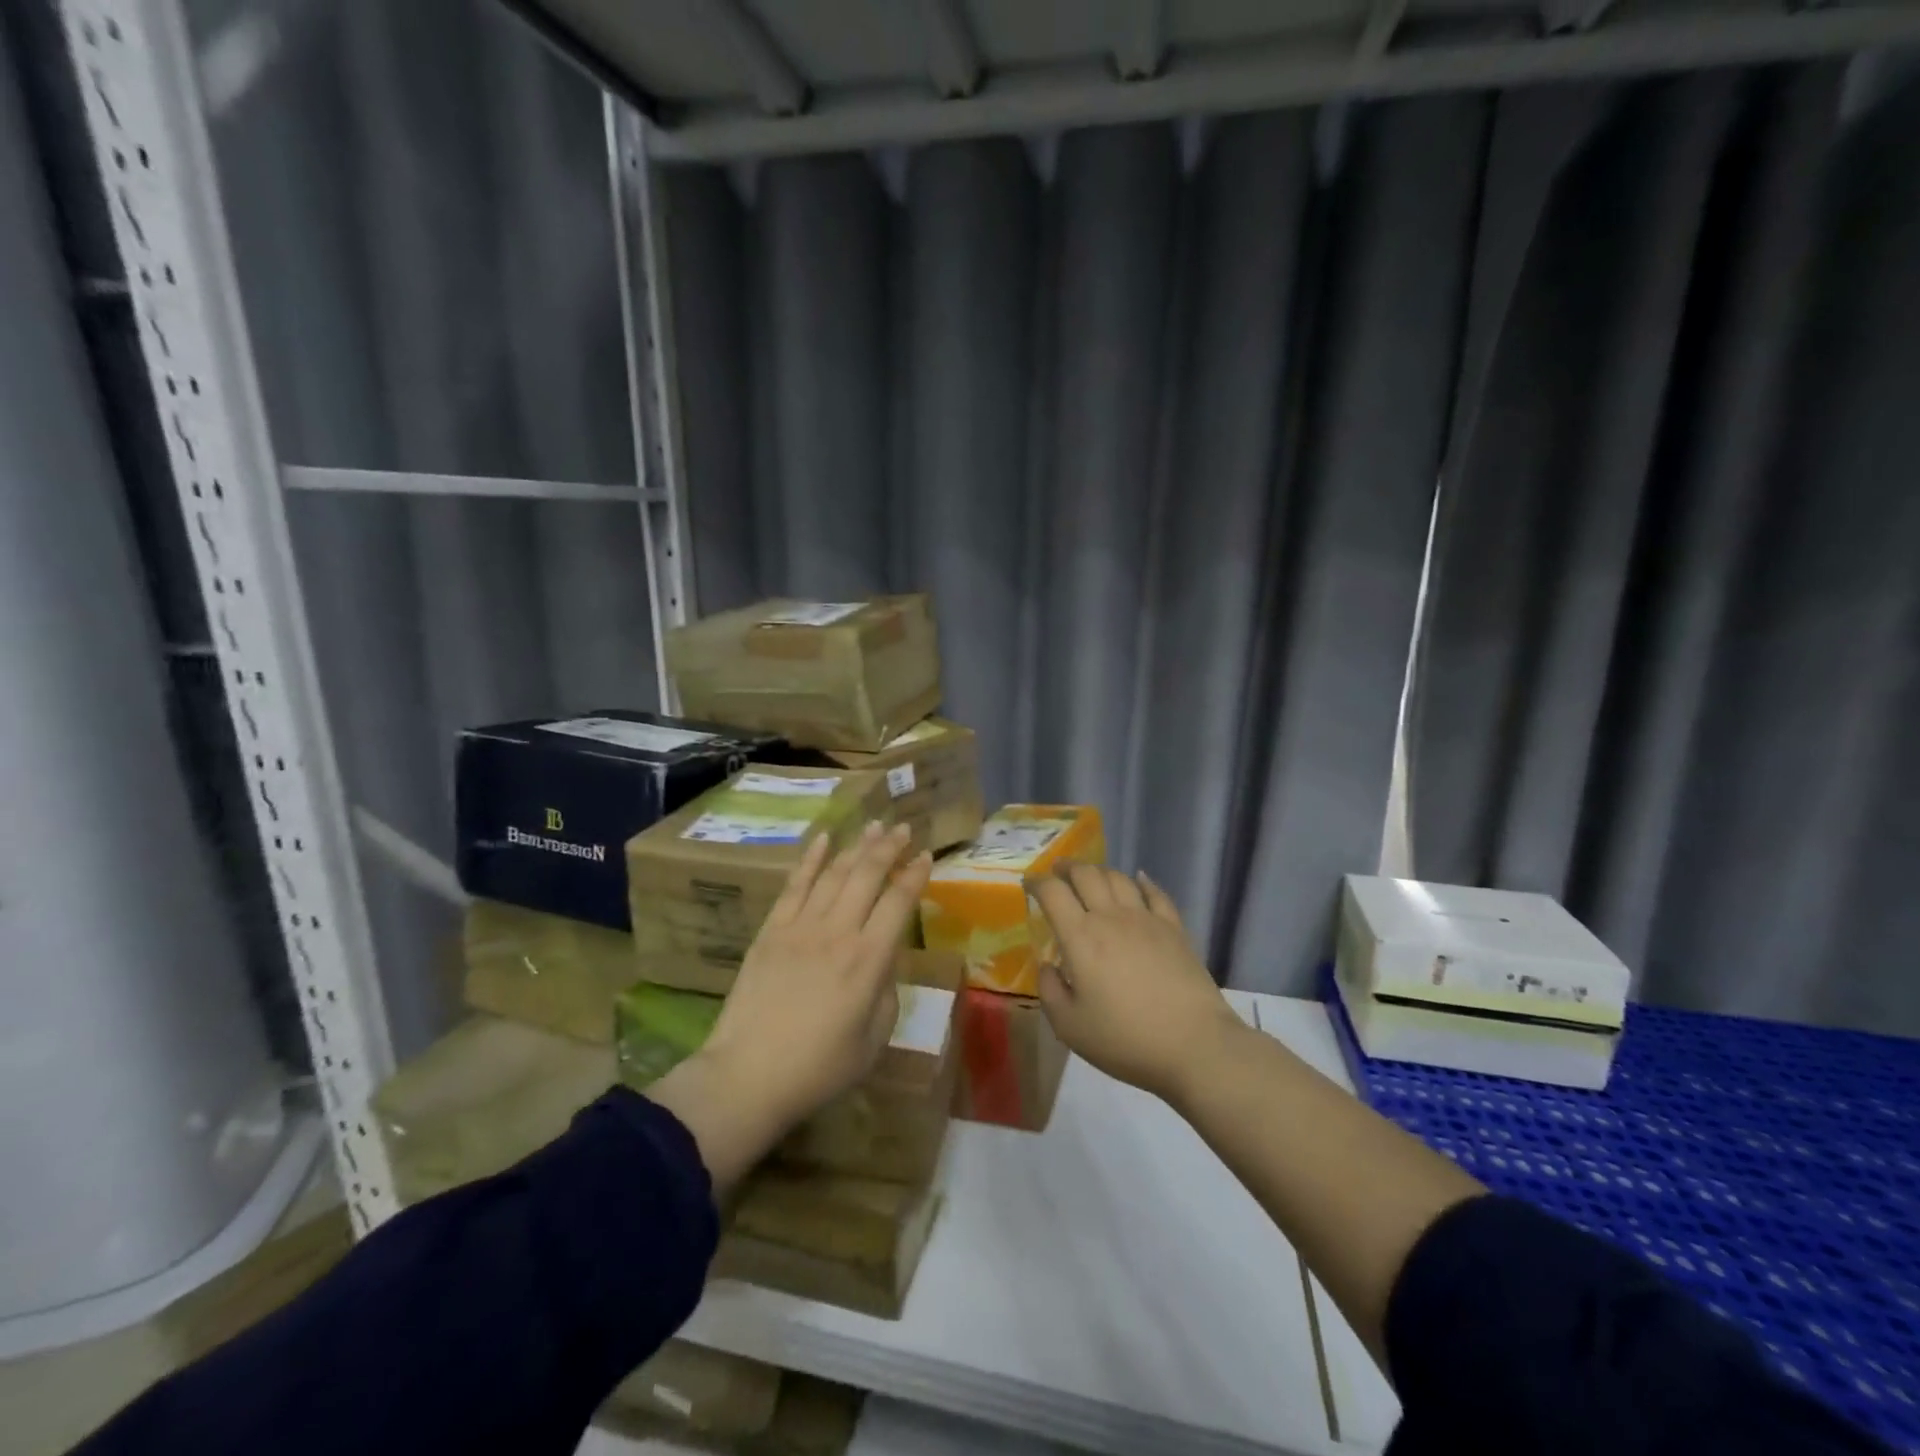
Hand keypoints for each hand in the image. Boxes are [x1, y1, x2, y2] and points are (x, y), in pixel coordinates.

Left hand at [713, 822, 930, 1115]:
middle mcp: (838, 932)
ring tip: (873, 826)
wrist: (747, 1076)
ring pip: (834, 873)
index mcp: (869, 960)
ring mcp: (800, 926)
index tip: (927, 856)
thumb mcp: (874, 1039)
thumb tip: (884, 961)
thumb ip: (887, 992)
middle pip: (867, 875)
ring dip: (856, 846)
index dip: (916, 875)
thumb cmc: (819, 1067)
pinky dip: (810, 859)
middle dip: (889, 847)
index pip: (899, 902)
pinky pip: (794, 885)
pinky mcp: (771, 930)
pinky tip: (823, 839)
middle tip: (903, 827)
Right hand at [1030, 865, 1242, 1104]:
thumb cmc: (1125, 1039)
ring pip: (1119, 878)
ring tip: (1091, 877)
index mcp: (1080, 937)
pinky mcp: (1174, 929)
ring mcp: (1146, 919)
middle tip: (1058, 871)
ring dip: (1100, 871)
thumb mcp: (1069, 1026)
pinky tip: (1138, 879)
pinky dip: (1142, 881)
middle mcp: (1111, 917)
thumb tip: (1048, 966)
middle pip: (1086, 874)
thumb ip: (1050, 991)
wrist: (1194, 1045)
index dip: (1037, 883)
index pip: (1053, 893)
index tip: (1029, 884)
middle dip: (1067, 868)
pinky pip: (1156, 893)